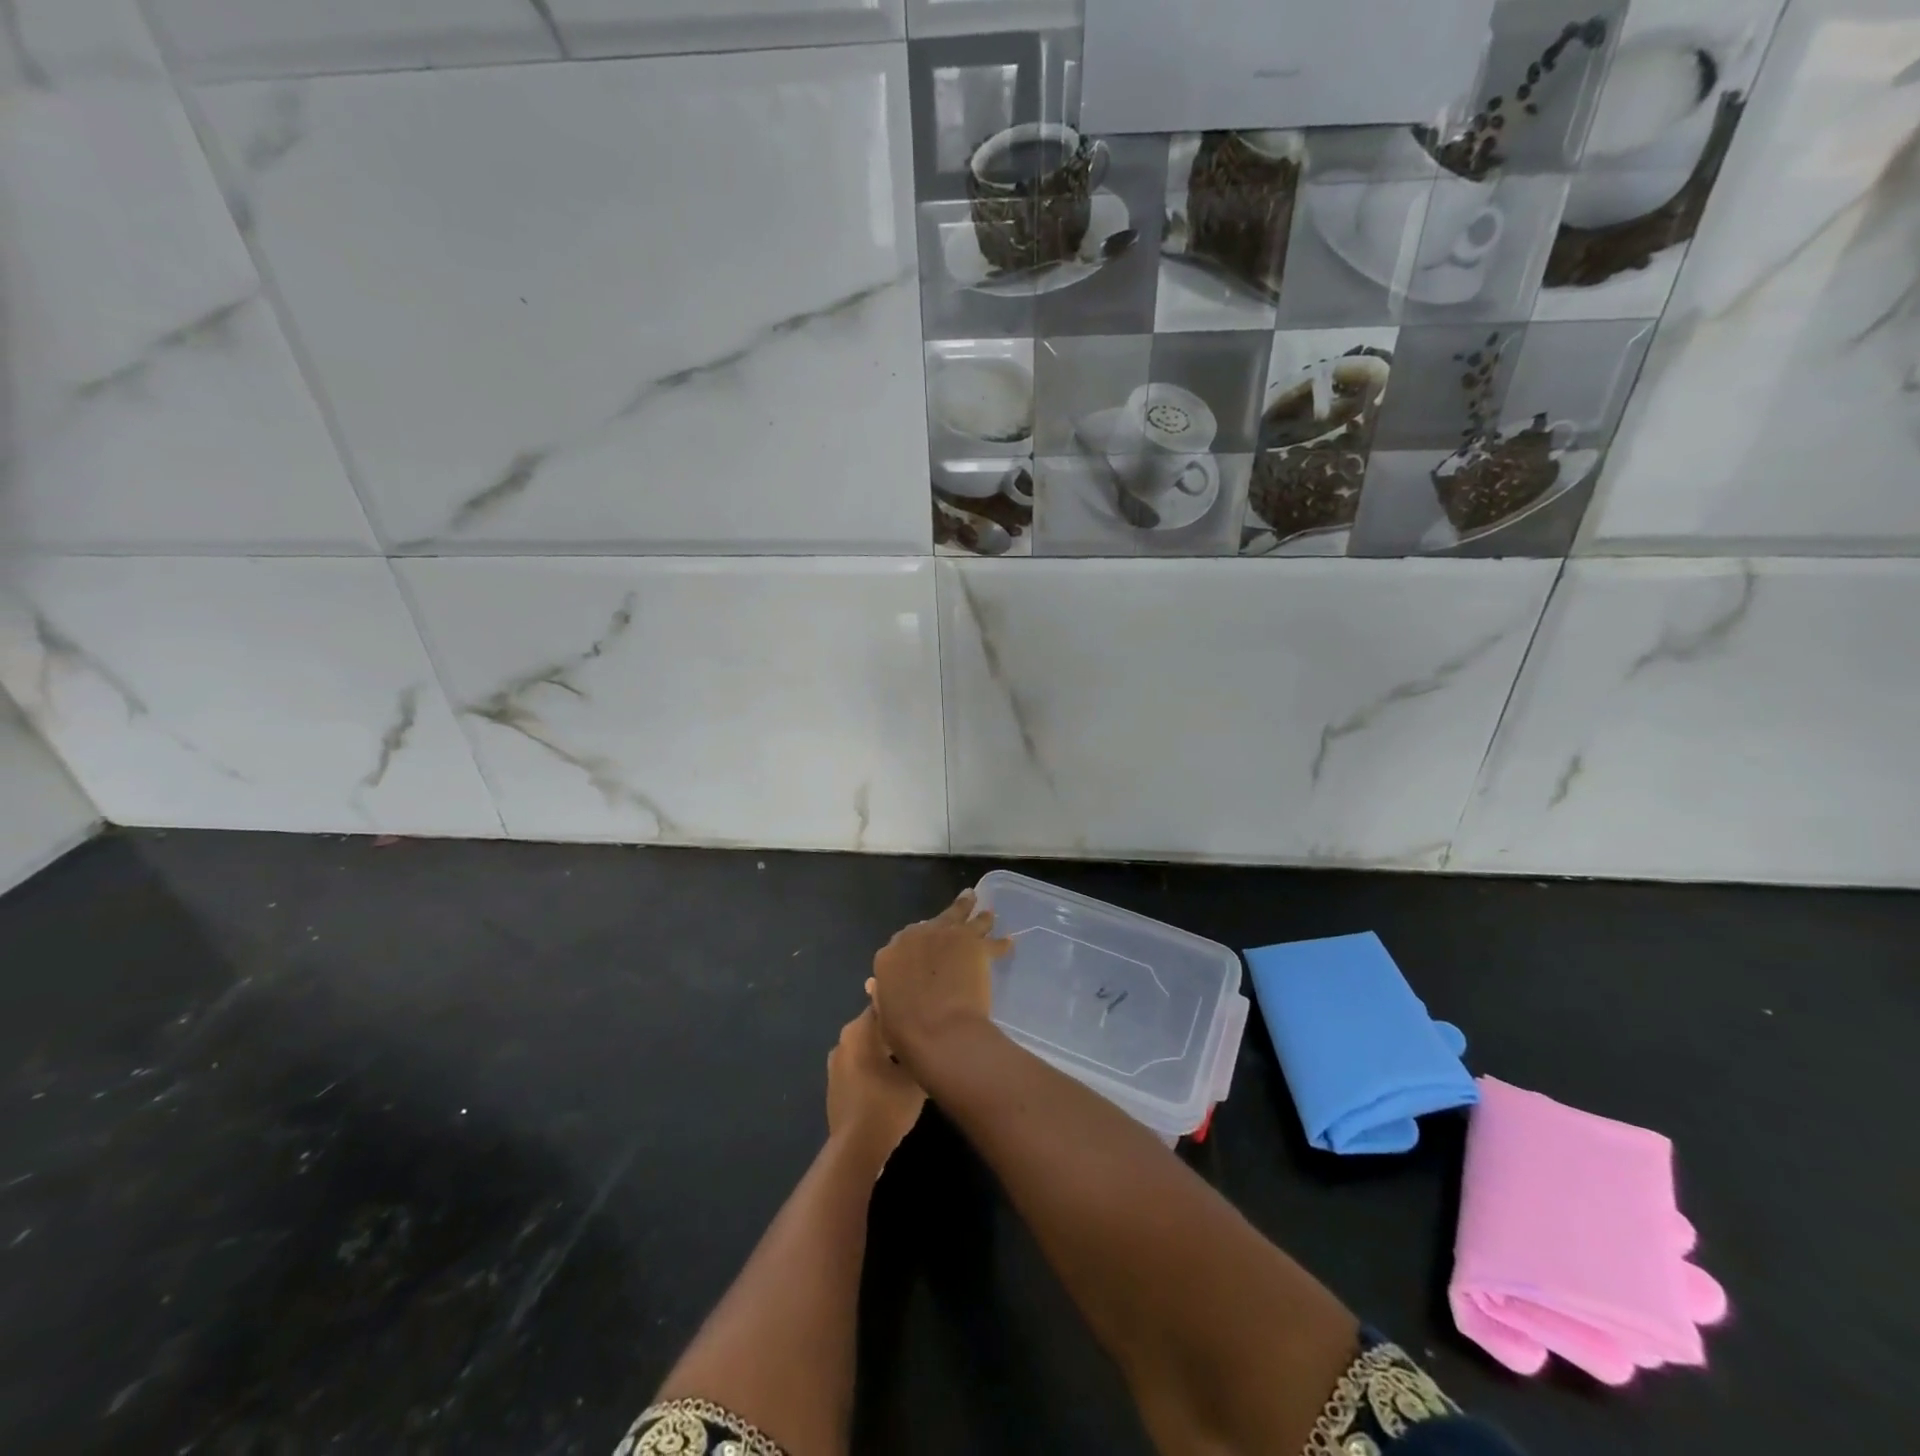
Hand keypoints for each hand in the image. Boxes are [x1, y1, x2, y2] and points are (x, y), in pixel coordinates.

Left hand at [826, 1007, 925, 1168]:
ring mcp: (835, 1063)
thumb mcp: (914, 1076)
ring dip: (883, 1050)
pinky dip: (872, 1067)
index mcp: (859, 1030)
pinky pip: (857, 1065)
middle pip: (873, 1026)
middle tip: (919, 1035)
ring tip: (907, 1058)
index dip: (903, 1006)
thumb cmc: (887, 1104)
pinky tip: (890, 1079)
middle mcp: (843, 1040)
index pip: (883, 1004)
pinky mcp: (834, 1084)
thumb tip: (928, 1037)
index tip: (920, 1010)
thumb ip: (920, 1050)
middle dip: (894, 1029)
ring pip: (865, 1046)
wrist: (856, 1148)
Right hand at [867, 890, 1011, 1070]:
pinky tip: (1009, 942)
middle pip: (935, 920)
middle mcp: (916, 936)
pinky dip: (1001, 944)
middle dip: (946, 920)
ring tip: (986, 913)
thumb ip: (884, 993)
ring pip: (963, 916)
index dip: (916, 943)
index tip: (925, 947)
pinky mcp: (973, 943)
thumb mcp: (883, 1012)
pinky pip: (992, 941)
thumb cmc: (905, 1032)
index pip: (902, 940)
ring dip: (976, 916)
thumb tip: (879, 986)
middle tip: (956, 914)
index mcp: (890, 955)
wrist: (939, 1030)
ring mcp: (946, 935)